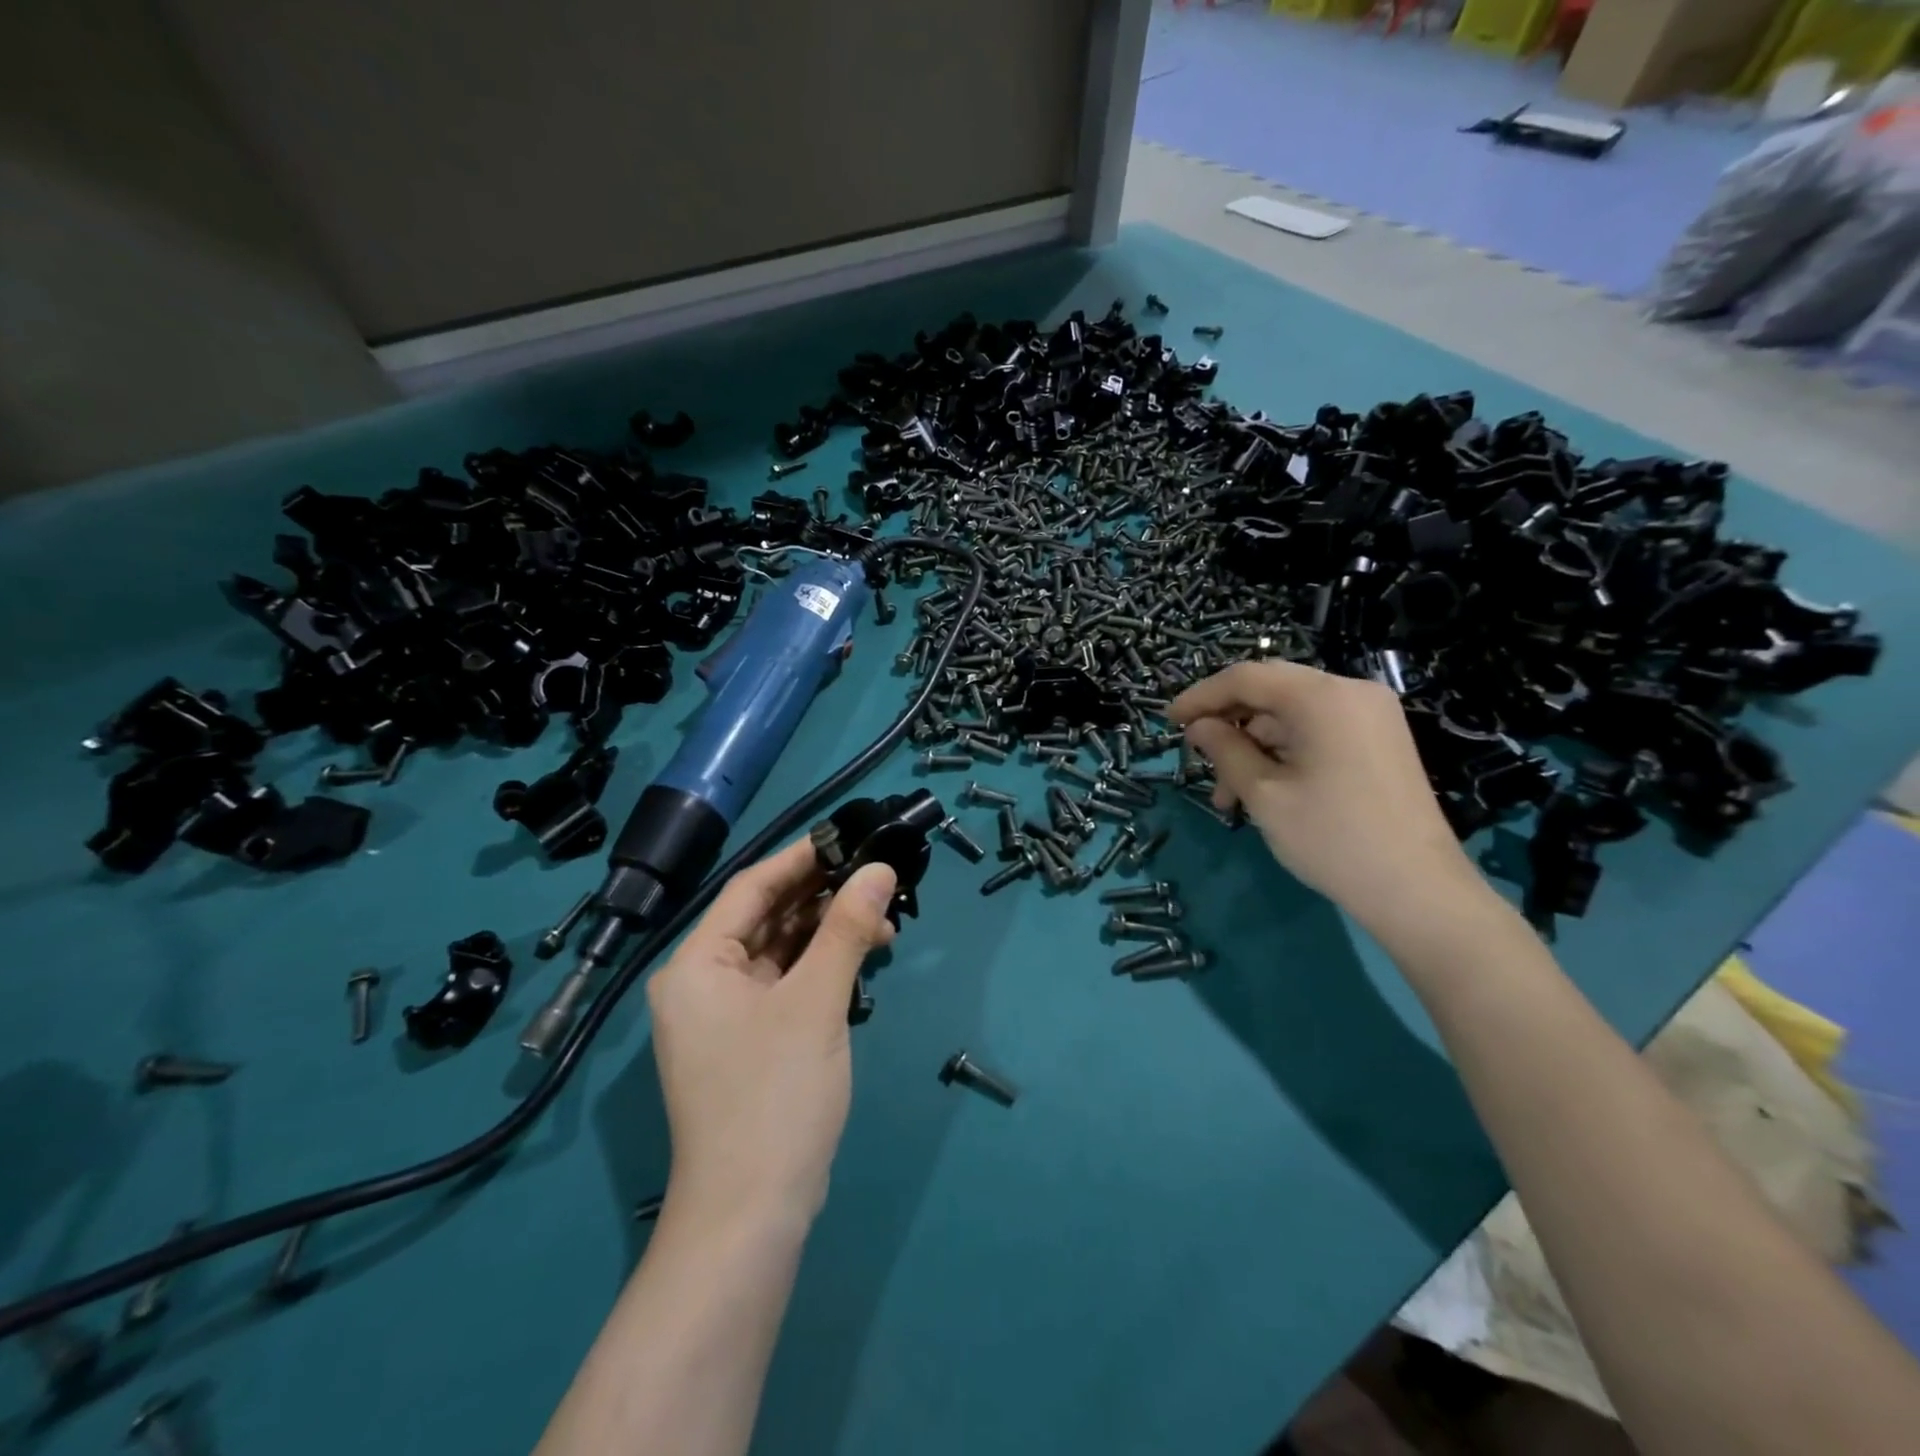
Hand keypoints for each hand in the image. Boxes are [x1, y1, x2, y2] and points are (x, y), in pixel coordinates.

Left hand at [646, 840, 896, 1228]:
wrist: (751, 1215)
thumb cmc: (774, 1095)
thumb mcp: (816, 1002)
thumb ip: (846, 928)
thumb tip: (879, 868)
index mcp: (697, 964)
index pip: (751, 888)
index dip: (801, 858)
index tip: (850, 836)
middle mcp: (703, 982)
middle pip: (767, 918)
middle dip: (823, 897)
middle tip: (877, 878)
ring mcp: (725, 1015)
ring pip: (781, 951)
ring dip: (829, 933)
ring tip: (884, 920)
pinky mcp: (750, 1040)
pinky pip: (787, 983)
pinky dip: (822, 967)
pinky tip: (863, 958)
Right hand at [1169, 661, 1478, 932]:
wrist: (1418, 892)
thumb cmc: (1332, 838)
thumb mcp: (1264, 794)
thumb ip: (1225, 750)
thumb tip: (1198, 727)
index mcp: (1323, 697)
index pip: (1247, 677)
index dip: (1201, 696)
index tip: (1169, 722)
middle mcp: (1352, 693)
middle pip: (1271, 692)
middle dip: (1229, 725)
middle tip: (1197, 759)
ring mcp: (1371, 717)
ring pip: (1292, 717)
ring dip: (1253, 747)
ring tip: (1227, 797)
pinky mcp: (1379, 741)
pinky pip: (1317, 732)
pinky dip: (1284, 754)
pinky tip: (1263, 791)